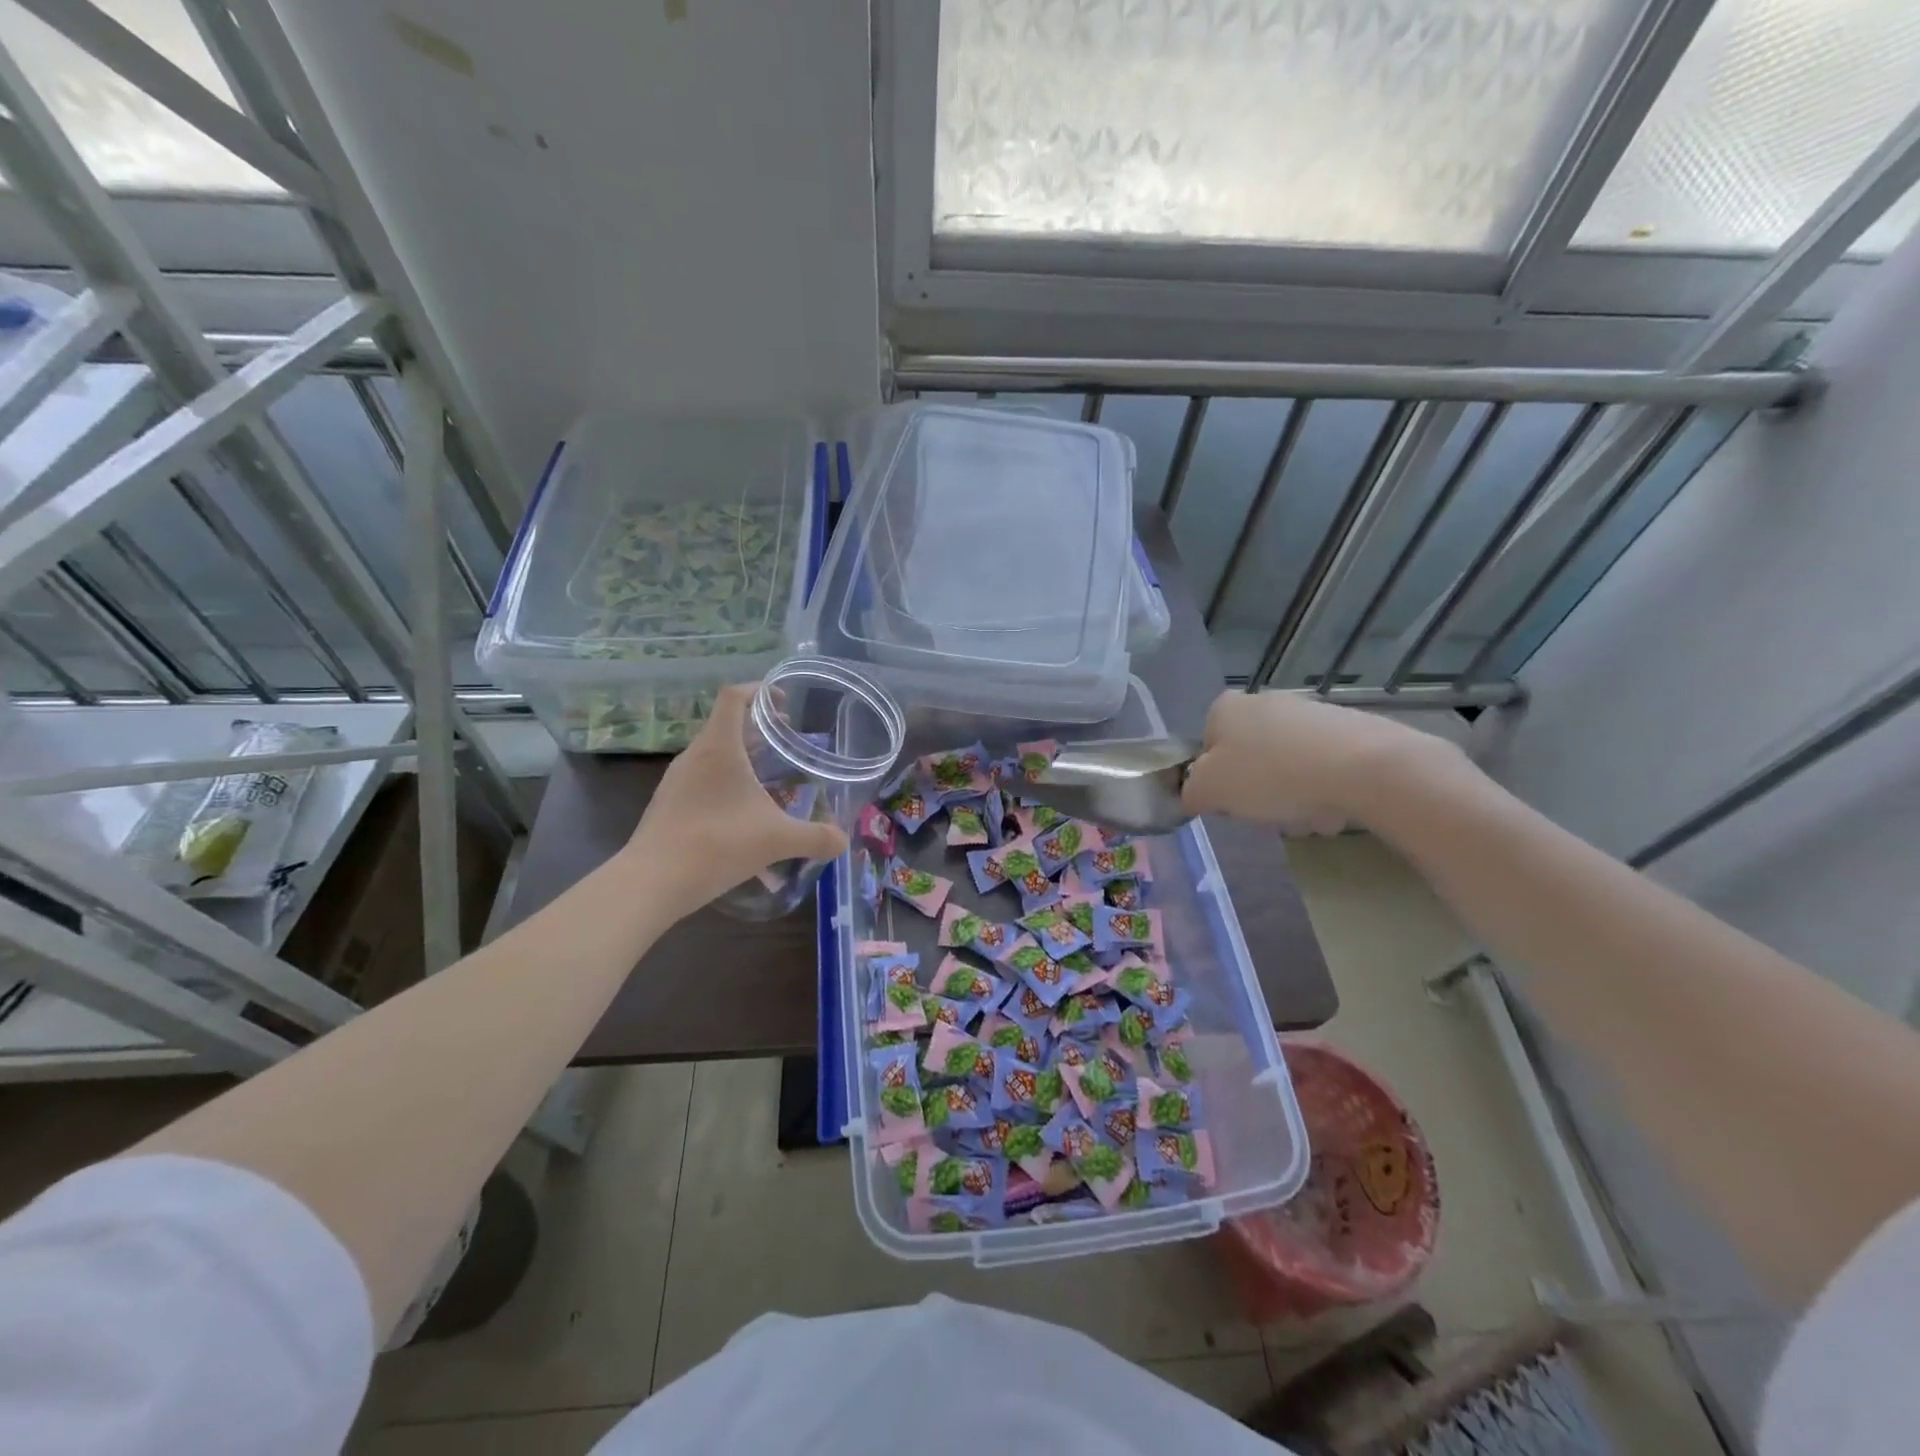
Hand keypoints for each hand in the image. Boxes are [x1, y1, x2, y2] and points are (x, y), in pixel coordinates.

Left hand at [624, 684, 848, 917]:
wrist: (652, 882)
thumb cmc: (717, 845)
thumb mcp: (777, 840)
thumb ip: (815, 838)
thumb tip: (842, 841)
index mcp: (719, 748)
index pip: (733, 697)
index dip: (758, 691)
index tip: (784, 702)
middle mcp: (694, 756)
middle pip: (725, 724)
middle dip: (757, 726)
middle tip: (786, 739)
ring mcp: (676, 780)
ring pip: (712, 752)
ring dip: (740, 753)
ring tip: (768, 773)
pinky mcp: (668, 803)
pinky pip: (701, 777)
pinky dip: (724, 779)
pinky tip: (741, 809)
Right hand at [1182, 690, 1447, 834]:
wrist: (1363, 768)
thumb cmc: (1271, 775)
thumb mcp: (1209, 790)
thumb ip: (1190, 792)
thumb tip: (1195, 794)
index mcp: (1225, 708)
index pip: (1205, 750)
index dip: (1214, 782)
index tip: (1230, 804)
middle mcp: (1264, 701)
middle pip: (1247, 759)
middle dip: (1256, 791)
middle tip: (1267, 814)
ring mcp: (1308, 713)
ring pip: (1285, 767)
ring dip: (1290, 796)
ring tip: (1307, 817)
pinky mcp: (1347, 729)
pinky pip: (1322, 769)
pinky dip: (1323, 791)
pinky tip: (1334, 810)